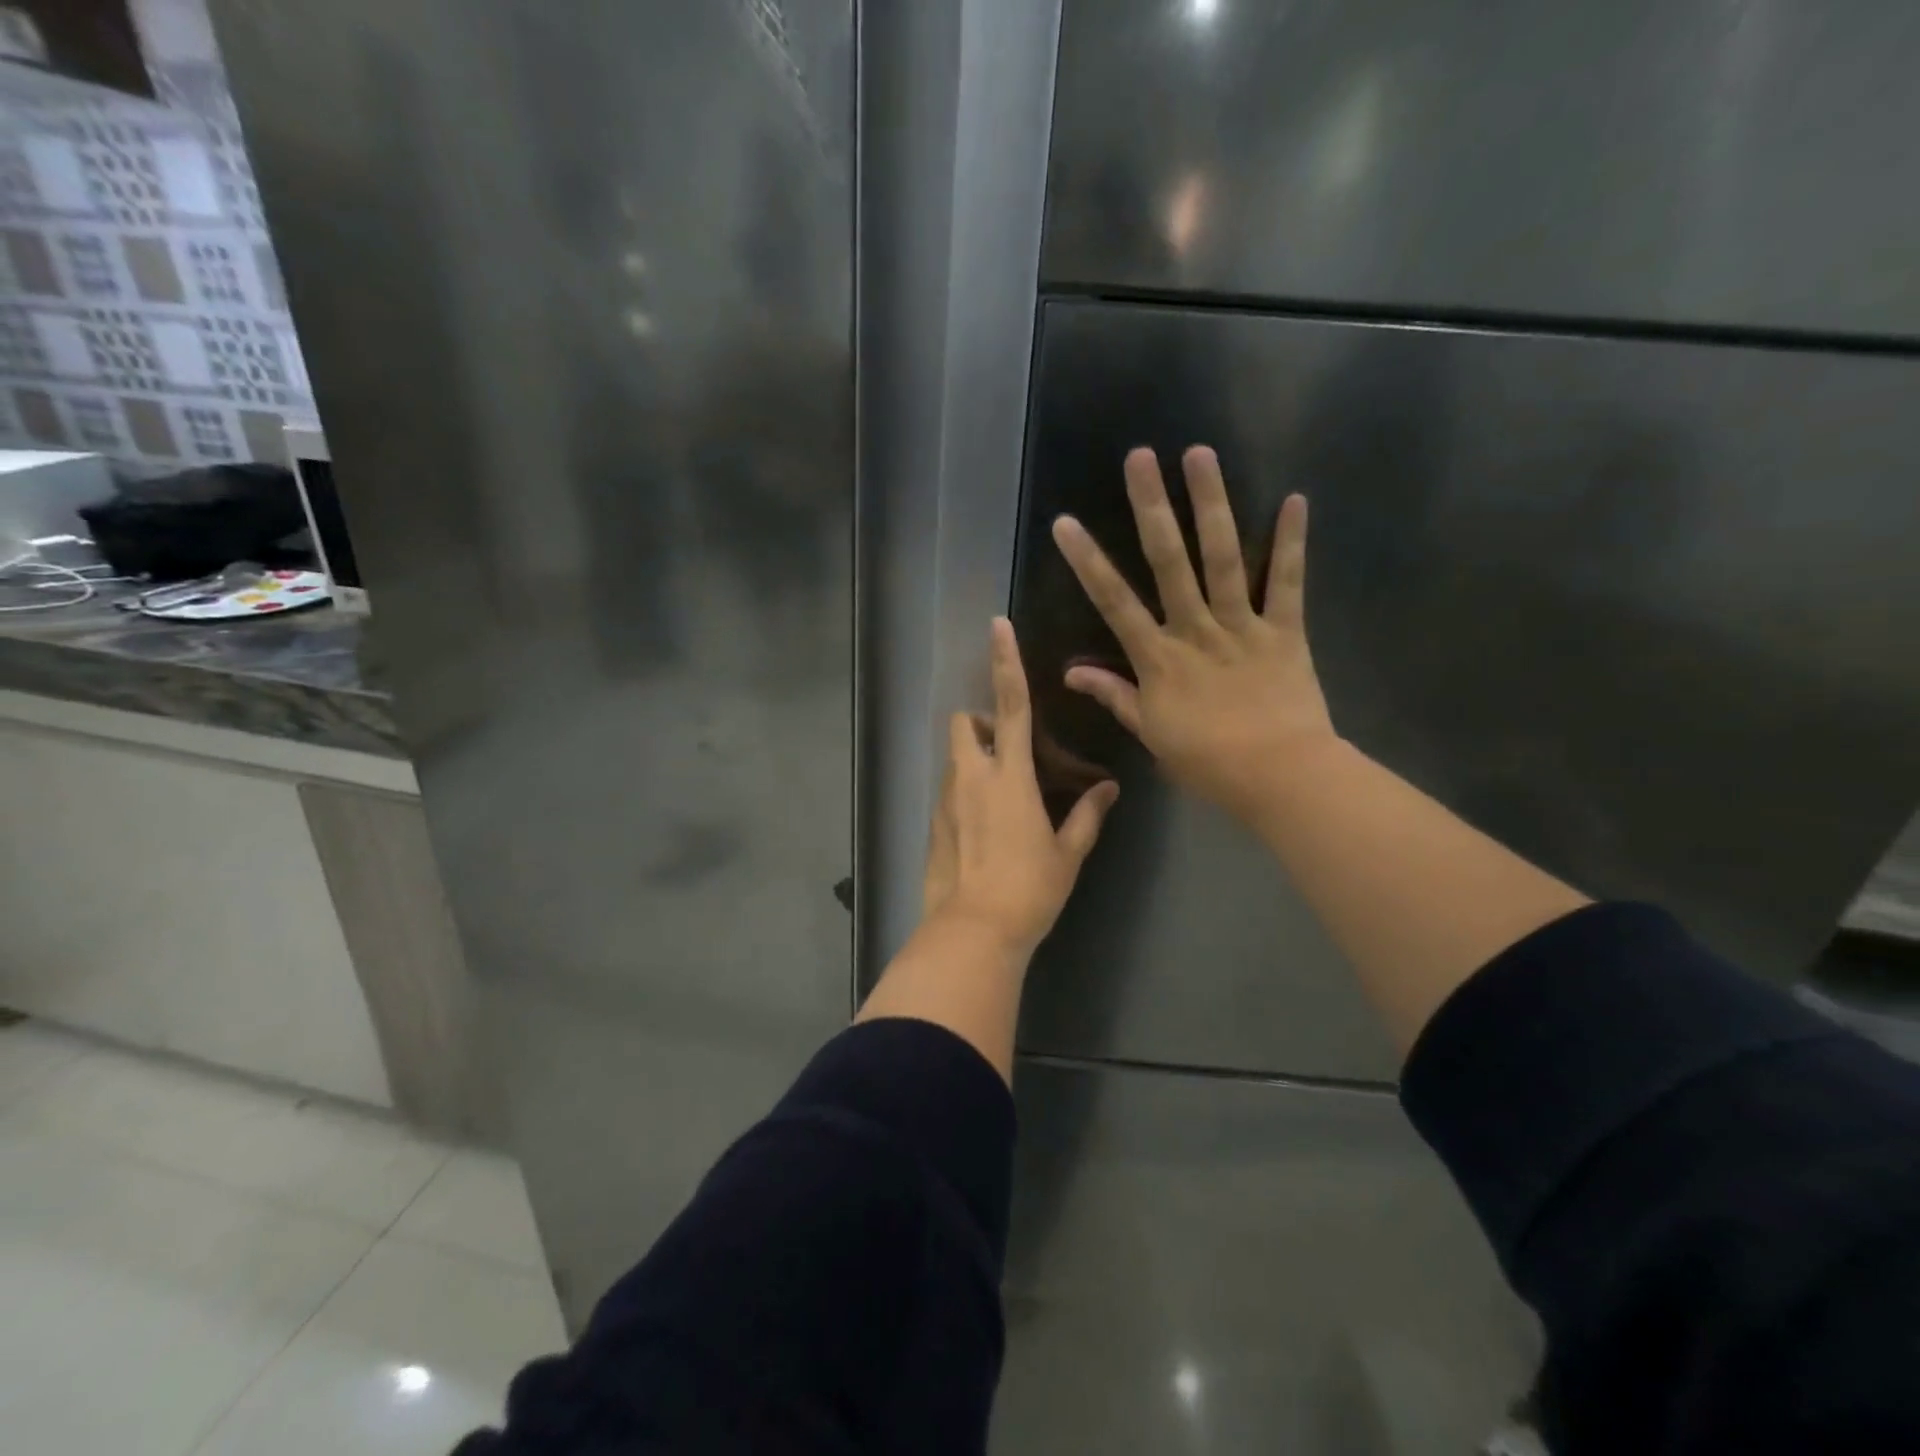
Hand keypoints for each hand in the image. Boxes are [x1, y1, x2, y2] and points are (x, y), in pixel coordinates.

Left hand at [923, 617, 1120, 959]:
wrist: (973, 933)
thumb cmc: (1029, 889)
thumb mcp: (1067, 853)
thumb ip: (1087, 816)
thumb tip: (1108, 790)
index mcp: (1010, 776)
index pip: (1010, 705)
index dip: (1005, 662)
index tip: (997, 625)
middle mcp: (972, 777)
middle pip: (963, 723)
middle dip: (981, 722)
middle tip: (1008, 751)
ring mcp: (947, 801)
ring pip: (954, 759)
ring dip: (975, 760)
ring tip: (1003, 798)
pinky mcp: (933, 824)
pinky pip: (949, 792)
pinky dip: (965, 793)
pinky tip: (985, 832)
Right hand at [1050, 444, 1336, 822]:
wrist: (1279, 776)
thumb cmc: (1207, 761)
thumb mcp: (1150, 732)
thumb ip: (1115, 695)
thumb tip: (1071, 673)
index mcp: (1158, 658)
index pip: (1114, 602)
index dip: (1088, 562)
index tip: (1065, 524)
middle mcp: (1195, 630)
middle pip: (1169, 561)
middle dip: (1151, 507)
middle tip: (1140, 457)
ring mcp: (1242, 625)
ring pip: (1223, 557)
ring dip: (1211, 504)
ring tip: (1200, 454)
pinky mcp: (1285, 630)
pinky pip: (1287, 582)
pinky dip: (1291, 542)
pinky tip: (1294, 499)